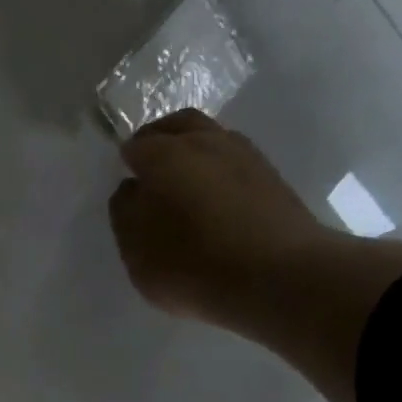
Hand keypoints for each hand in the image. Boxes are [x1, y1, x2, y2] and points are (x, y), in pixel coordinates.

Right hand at [108, 108, 327, 327]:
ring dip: (192, 151)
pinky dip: (217, 169)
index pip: (136, 145)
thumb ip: (125, 213)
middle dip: (159, 139)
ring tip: (181, 184)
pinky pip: (233, 160)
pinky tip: (212, 197)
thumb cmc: (191, 264)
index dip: (126, 161)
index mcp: (164, 156)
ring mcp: (245, 155)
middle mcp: (206, 142)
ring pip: (211, 137)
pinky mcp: (271, 176)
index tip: (124, 180)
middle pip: (177, 125)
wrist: (277, 276)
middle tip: (148, 167)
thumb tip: (132, 188)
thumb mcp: (136, 250)